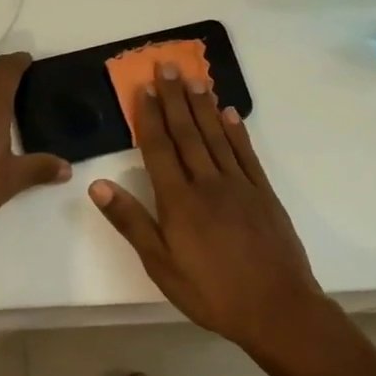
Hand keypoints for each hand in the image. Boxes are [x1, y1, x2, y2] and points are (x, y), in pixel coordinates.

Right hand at [88, 62, 322, 347]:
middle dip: (175, 98)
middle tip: (167, 66)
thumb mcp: (161, 265)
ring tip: (194, 78)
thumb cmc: (211, 292)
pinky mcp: (263, 193)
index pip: (159, 148)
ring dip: (203, 105)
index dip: (150, 117)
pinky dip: (236, 131)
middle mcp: (207, 183)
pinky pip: (246, 153)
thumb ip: (131, 222)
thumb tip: (98, 185)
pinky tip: (229, 113)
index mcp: (179, 201)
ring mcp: (239, 185)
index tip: (144, 88)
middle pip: (187, 133)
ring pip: (216, 136)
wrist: (277, 309)